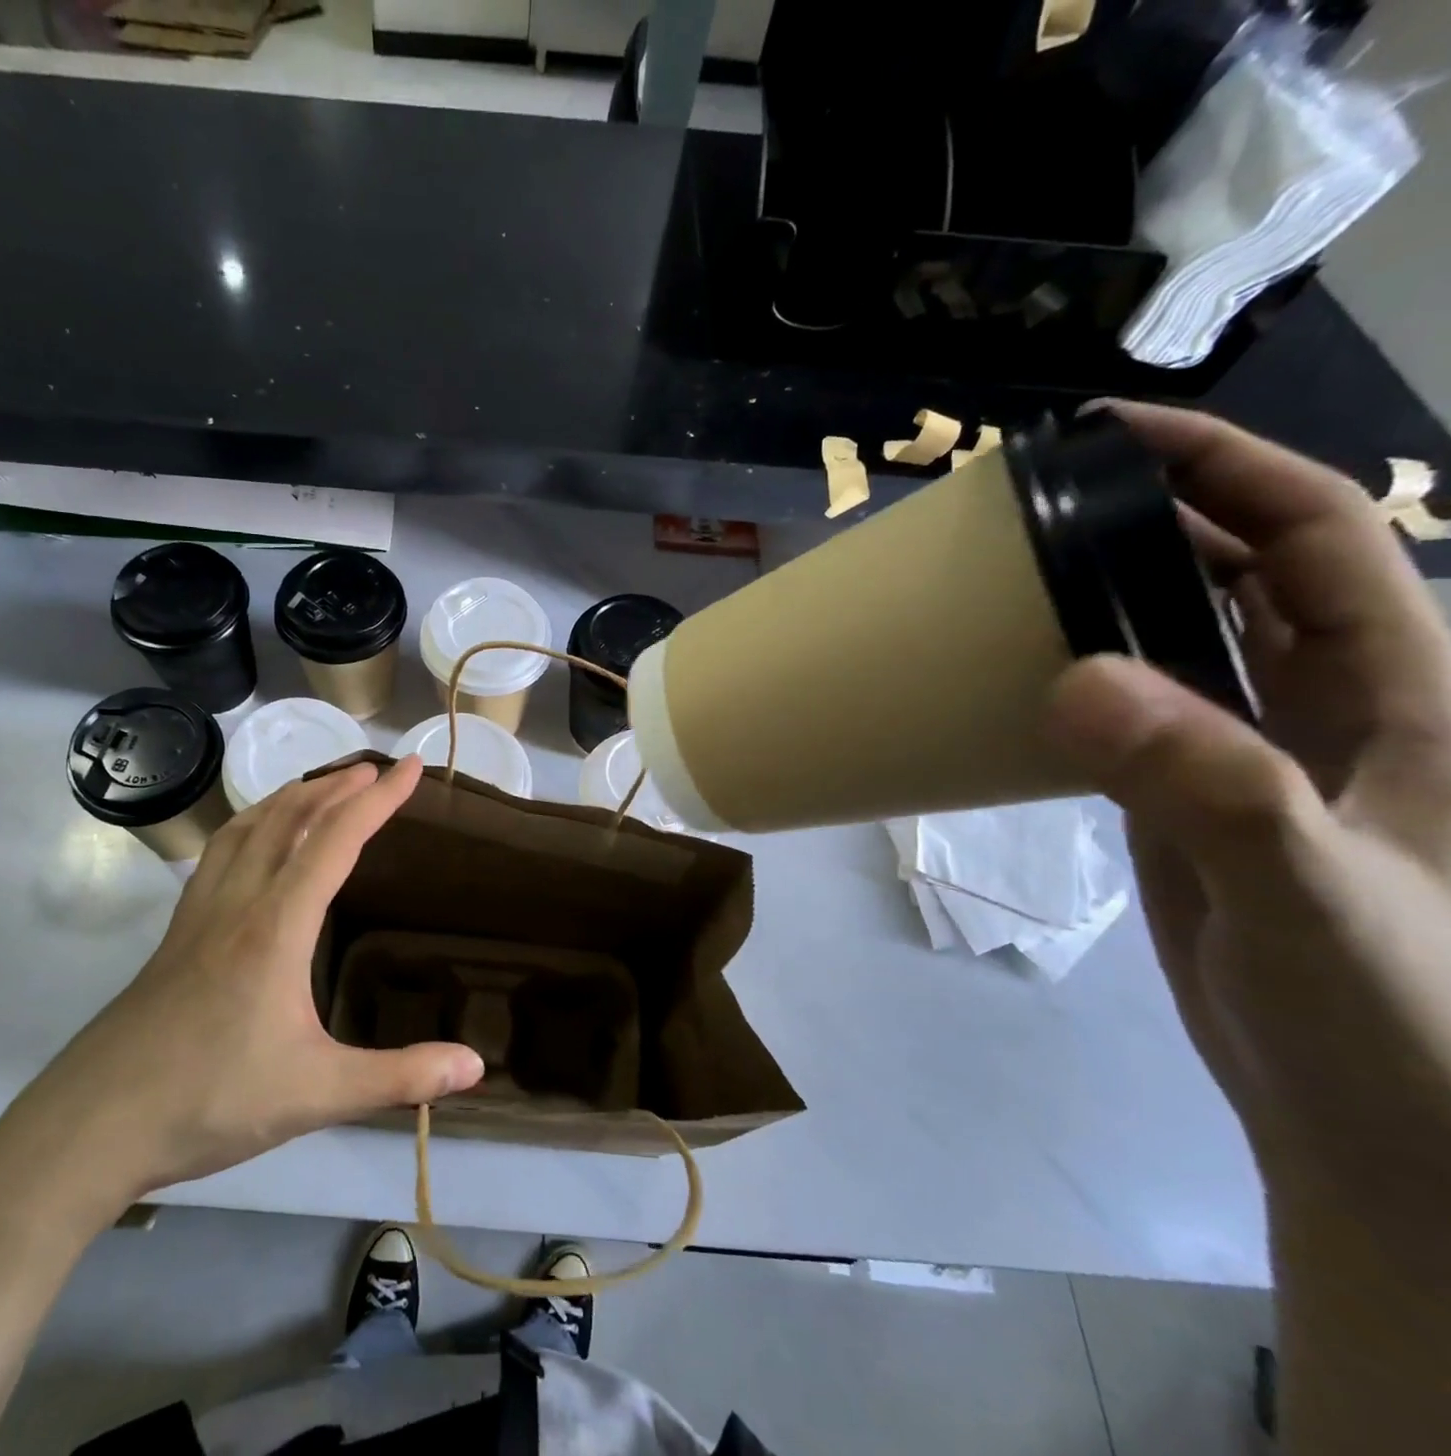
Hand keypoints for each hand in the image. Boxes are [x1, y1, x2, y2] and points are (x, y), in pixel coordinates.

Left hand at [8, 756, 484, 1212]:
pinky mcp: (176, 933)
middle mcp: (238, 902)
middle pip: (289, 817)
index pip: (336, 839)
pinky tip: (255, 840)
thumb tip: (476, 1067)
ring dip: (291, 796)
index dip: (379, 799)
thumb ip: (399, 1077)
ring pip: (247, 827)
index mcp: (277, 926)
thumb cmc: (210, 1101)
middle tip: (374, 770)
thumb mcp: (317, 1095)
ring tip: (322, 787)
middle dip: (336, 785)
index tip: (412, 768)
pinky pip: (219, 853)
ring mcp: (200, 914)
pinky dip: (250, 824)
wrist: (92, 1126)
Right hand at [1045, 403, 1450, 1231]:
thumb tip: (1075, 681)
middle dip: (1148, 519)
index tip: (1112, 436)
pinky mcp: (1193, 802)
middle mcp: (1332, 706)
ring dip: (1104, 595)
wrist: (1380, 1132)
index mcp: (1405, 694)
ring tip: (1010, 572)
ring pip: (1182, 639)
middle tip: (1032, 503)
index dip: (1227, 470)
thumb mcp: (1314, 893)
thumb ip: (1209, 786)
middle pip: (1239, 573)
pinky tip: (1019, 675)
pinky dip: (1080, 676)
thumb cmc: (1399, 1021)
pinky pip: (1135, 710)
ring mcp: (1255, 756)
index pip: (1317, 539)